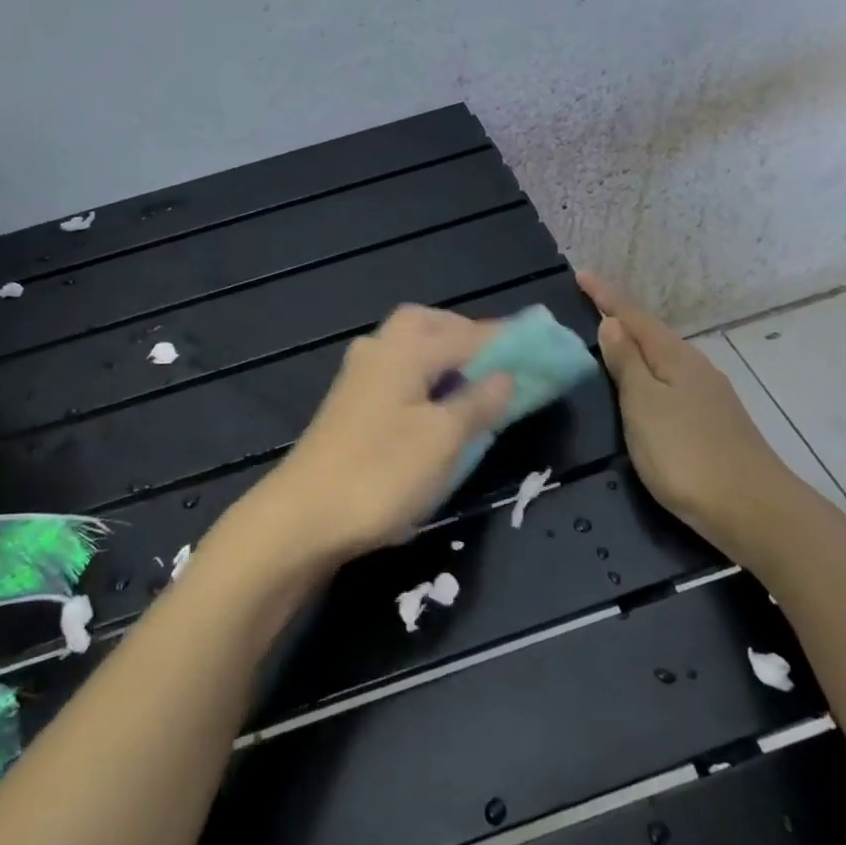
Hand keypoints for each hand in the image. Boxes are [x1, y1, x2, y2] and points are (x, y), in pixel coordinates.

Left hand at [247, 306, 512, 562]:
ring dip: (445, 358)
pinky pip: (399, 376)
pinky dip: (425, 380)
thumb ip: (479, 402)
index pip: (468, 332)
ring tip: (476, 385)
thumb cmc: (380, 474)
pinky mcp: (349, 406)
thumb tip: (506, 376)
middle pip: (430, 326)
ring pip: (411, 350)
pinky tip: (436, 408)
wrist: (301, 518)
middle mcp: (379, 350)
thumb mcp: (444, 440)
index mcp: (405, 348)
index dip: (508, 340)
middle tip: (501, 363)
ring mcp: (359, 377)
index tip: (544, 346)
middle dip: (468, 337)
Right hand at [578, 271, 809, 563]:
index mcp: (675, 357)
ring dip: (636, 346)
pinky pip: (672, 381)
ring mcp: (709, 396)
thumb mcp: (644, 405)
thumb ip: (626, 364)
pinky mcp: (714, 422)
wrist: (754, 510)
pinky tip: (645, 386)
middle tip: (590, 305)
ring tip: (610, 342)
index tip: (581, 274)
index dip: (606, 296)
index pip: (633, 316)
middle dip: (621, 317)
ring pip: (664, 358)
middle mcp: (695, 368)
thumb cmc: (686, 453)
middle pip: (652, 333)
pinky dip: (650, 373)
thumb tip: (612, 323)